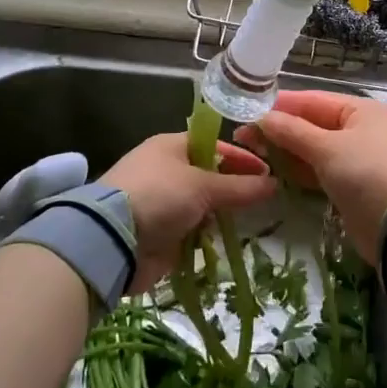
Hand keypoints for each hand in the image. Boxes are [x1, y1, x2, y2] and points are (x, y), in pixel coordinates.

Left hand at [100, 133, 274, 292]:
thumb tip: (274, 183)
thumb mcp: (204, 186)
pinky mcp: (158, 232)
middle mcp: (166, 170)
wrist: (112, 240)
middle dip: (233, 189)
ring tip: (246, 223)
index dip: (242, 159)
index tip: (268, 173)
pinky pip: (191, 231)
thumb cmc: (160, 196)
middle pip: (209, 177)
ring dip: (219, 215)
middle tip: (262, 200)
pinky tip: (221, 241)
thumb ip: (241, 187)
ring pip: (201, 206)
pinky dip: (205, 236)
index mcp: (171, 146)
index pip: (215, 146)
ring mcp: (161, 203)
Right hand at [234, 91, 386, 266]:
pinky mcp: (353, 186)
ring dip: (287, 151)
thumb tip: (261, 118)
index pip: (314, 100)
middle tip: (243, 136)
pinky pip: (321, 171)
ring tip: (252, 153)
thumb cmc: (367, 174)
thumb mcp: (327, 149)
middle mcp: (362, 130)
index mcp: (361, 110)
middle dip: (280, 130)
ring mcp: (358, 159)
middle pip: (313, 124)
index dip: (280, 106)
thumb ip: (292, 132)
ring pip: (315, 149)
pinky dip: (300, 170)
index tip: (248, 111)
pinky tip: (275, 172)